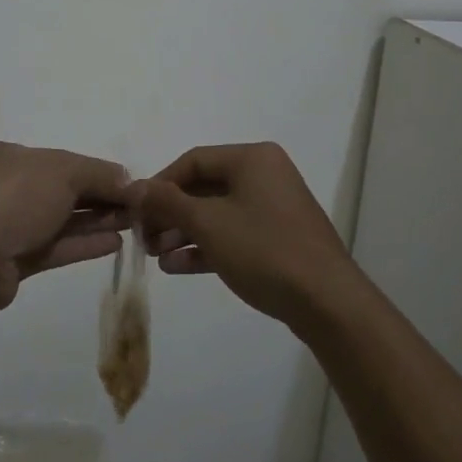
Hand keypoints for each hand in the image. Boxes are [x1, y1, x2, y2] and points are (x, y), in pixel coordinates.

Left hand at [0, 142, 131, 310]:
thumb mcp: (64, 170)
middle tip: (134, 206)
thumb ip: (98, 173)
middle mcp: (2, 187)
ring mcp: (5, 225)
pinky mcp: (11, 260)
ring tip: (130, 224)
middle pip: (59, 190)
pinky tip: (113, 244)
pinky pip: (53, 247)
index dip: (93, 170)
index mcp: (5, 156)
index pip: (57, 160)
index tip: (125, 182)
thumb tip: (129, 181)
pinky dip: (82, 244)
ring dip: (94, 221)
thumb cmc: (15, 197)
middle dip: (98, 197)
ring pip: (58, 220)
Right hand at [128, 143, 351, 328]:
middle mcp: (265, 176)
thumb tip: (134, 187)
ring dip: (184, 233)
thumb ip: (168, 202)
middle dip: (170, 213)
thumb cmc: (264, 250)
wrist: (327, 302)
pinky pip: (233, 234)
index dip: (160, 184)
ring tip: (155, 256)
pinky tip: (177, 266)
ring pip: (217, 213)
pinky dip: (206, 246)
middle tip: (143, 237)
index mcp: (252, 159)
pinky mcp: (277, 239)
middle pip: (204, 187)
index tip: (136, 210)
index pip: (193, 160)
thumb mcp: (208, 223)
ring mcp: (273, 208)